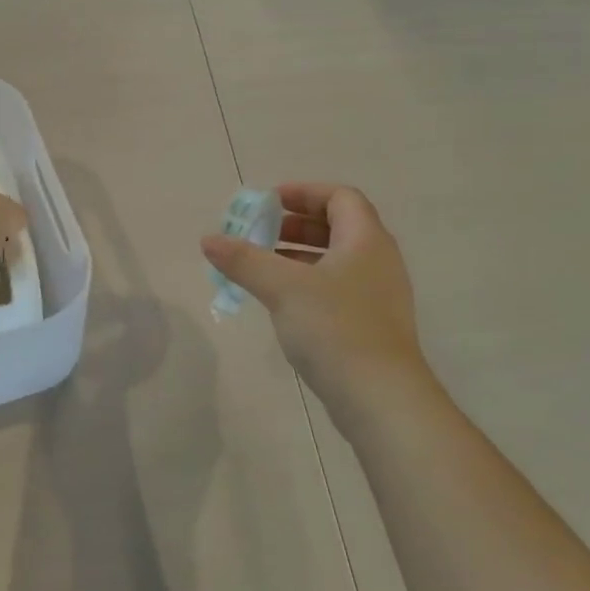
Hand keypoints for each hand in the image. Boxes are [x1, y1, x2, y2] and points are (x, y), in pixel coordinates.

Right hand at [202, 184, 425, 406]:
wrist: (380, 398)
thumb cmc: (334, 329)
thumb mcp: (282, 288)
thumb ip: (244, 260)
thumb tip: (209, 239)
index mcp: (366, 240)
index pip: (340, 197)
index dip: (304, 193)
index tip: (268, 203)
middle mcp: (378, 261)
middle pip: (338, 226)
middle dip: (295, 225)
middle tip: (259, 234)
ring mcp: (378, 296)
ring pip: (336, 260)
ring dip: (298, 256)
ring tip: (262, 266)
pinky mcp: (370, 325)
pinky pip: (337, 288)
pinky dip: (307, 283)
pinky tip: (281, 303)